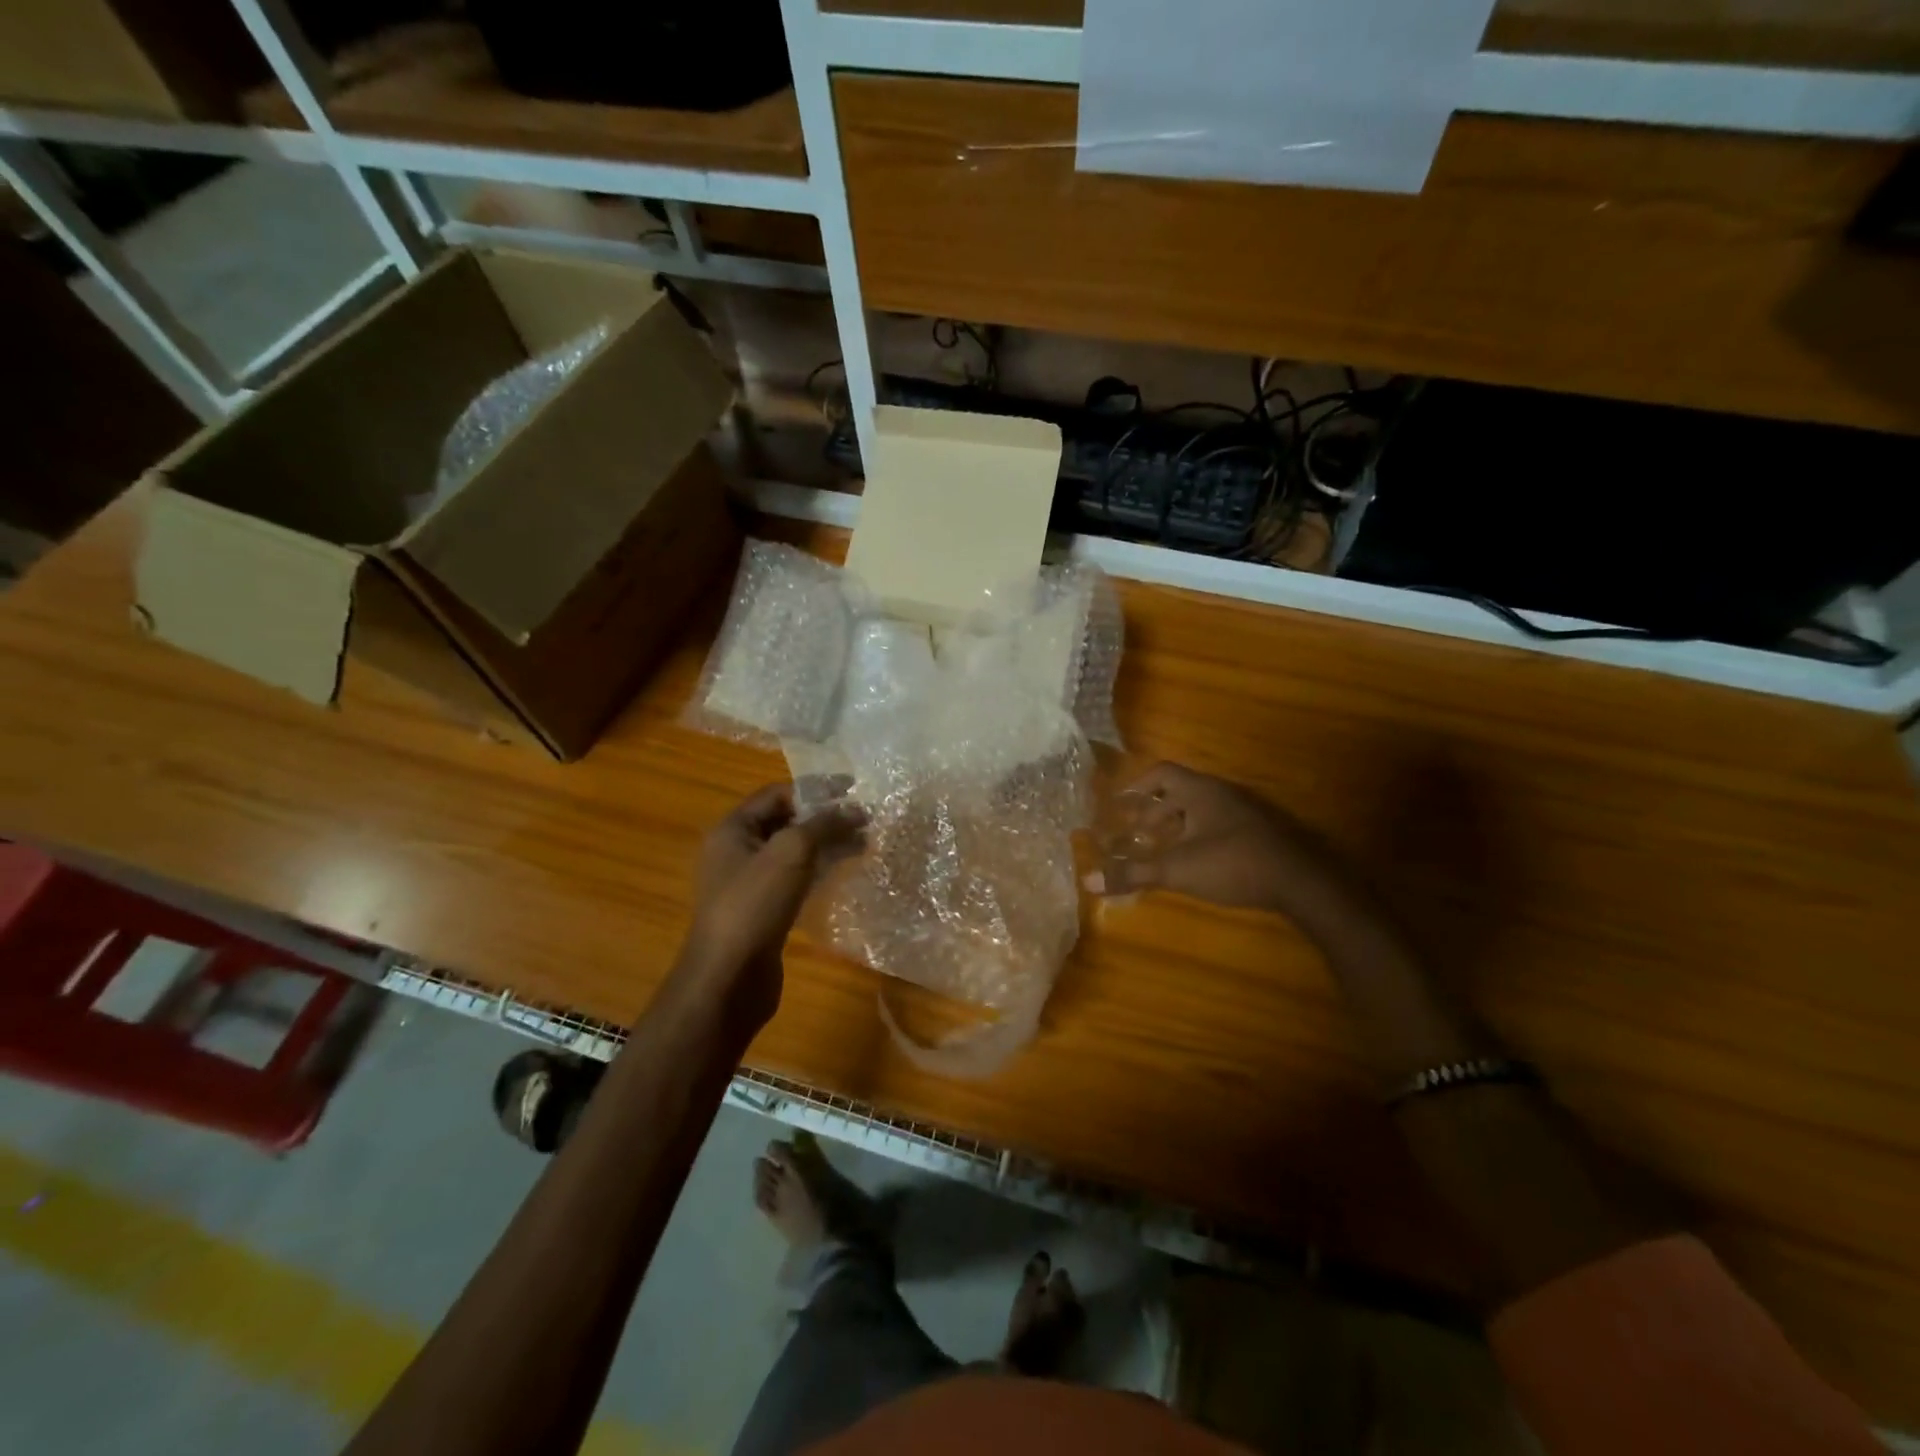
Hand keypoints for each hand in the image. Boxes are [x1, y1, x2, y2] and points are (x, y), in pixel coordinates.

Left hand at [676, 783, 865, 1028]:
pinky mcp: (763, 910)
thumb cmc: (754, 905)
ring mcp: (748, 883)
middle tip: (866, 819)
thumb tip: (856, 809)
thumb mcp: (791, 853)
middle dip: (825, 817)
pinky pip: (794, 879)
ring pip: (793, 852)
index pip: (778, 794)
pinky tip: (843, 871)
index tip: (854, 790)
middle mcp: (736, 851)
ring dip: (826, 843)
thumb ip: (824, 824)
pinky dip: (818, 870)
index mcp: (733, 829)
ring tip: (864, 843)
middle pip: (786, 822)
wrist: (729, 979)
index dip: (815, 789)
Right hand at [1087, 762, 1323, 910]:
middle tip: (1133, 831)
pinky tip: (1192, 861)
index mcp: (1200, 791)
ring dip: (1175, 825)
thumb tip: (1088, 880)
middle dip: (1152, 810)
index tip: (1118, 805)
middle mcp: (1221, 794)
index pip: (1161, 773)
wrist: (1299, 883)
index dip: (1136, 786)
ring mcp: (1242, 812)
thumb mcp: (1177, 870)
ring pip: (1199, 809)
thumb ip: (1133, 873)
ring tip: (1158, 848)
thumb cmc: (1232, 865)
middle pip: (1179, 791)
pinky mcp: (1256, 833)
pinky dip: (1195, 836)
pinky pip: (1216, 824)